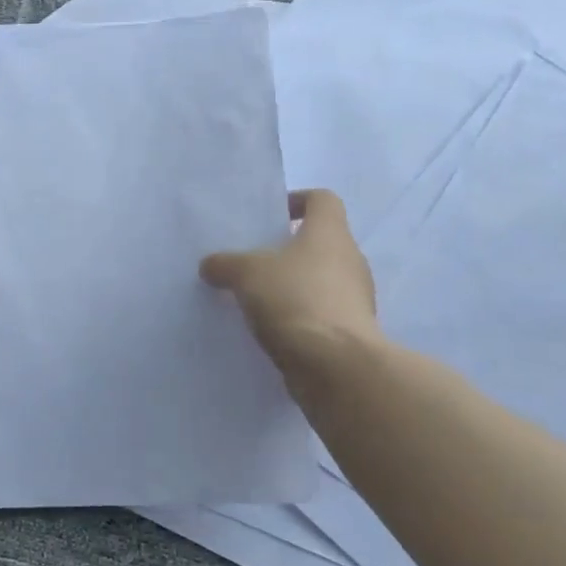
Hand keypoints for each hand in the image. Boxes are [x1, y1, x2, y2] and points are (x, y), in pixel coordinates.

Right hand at [200, 189, 380, 369]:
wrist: (335, 366)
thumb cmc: (294, 300)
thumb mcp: (246, 274)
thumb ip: (226, 264)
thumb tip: (210, 265)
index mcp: (330, 233)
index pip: (322, 199)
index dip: (298, 201)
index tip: (271, 216)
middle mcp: (350, 260)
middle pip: (321, 243)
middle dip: (288, 250)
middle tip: (252, 262)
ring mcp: (355, 299)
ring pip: (320, 281)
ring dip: (293, 287)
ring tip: (256, 300)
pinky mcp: (351, 333)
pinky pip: (320, 315)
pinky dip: (299, 318)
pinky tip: (270, 330)